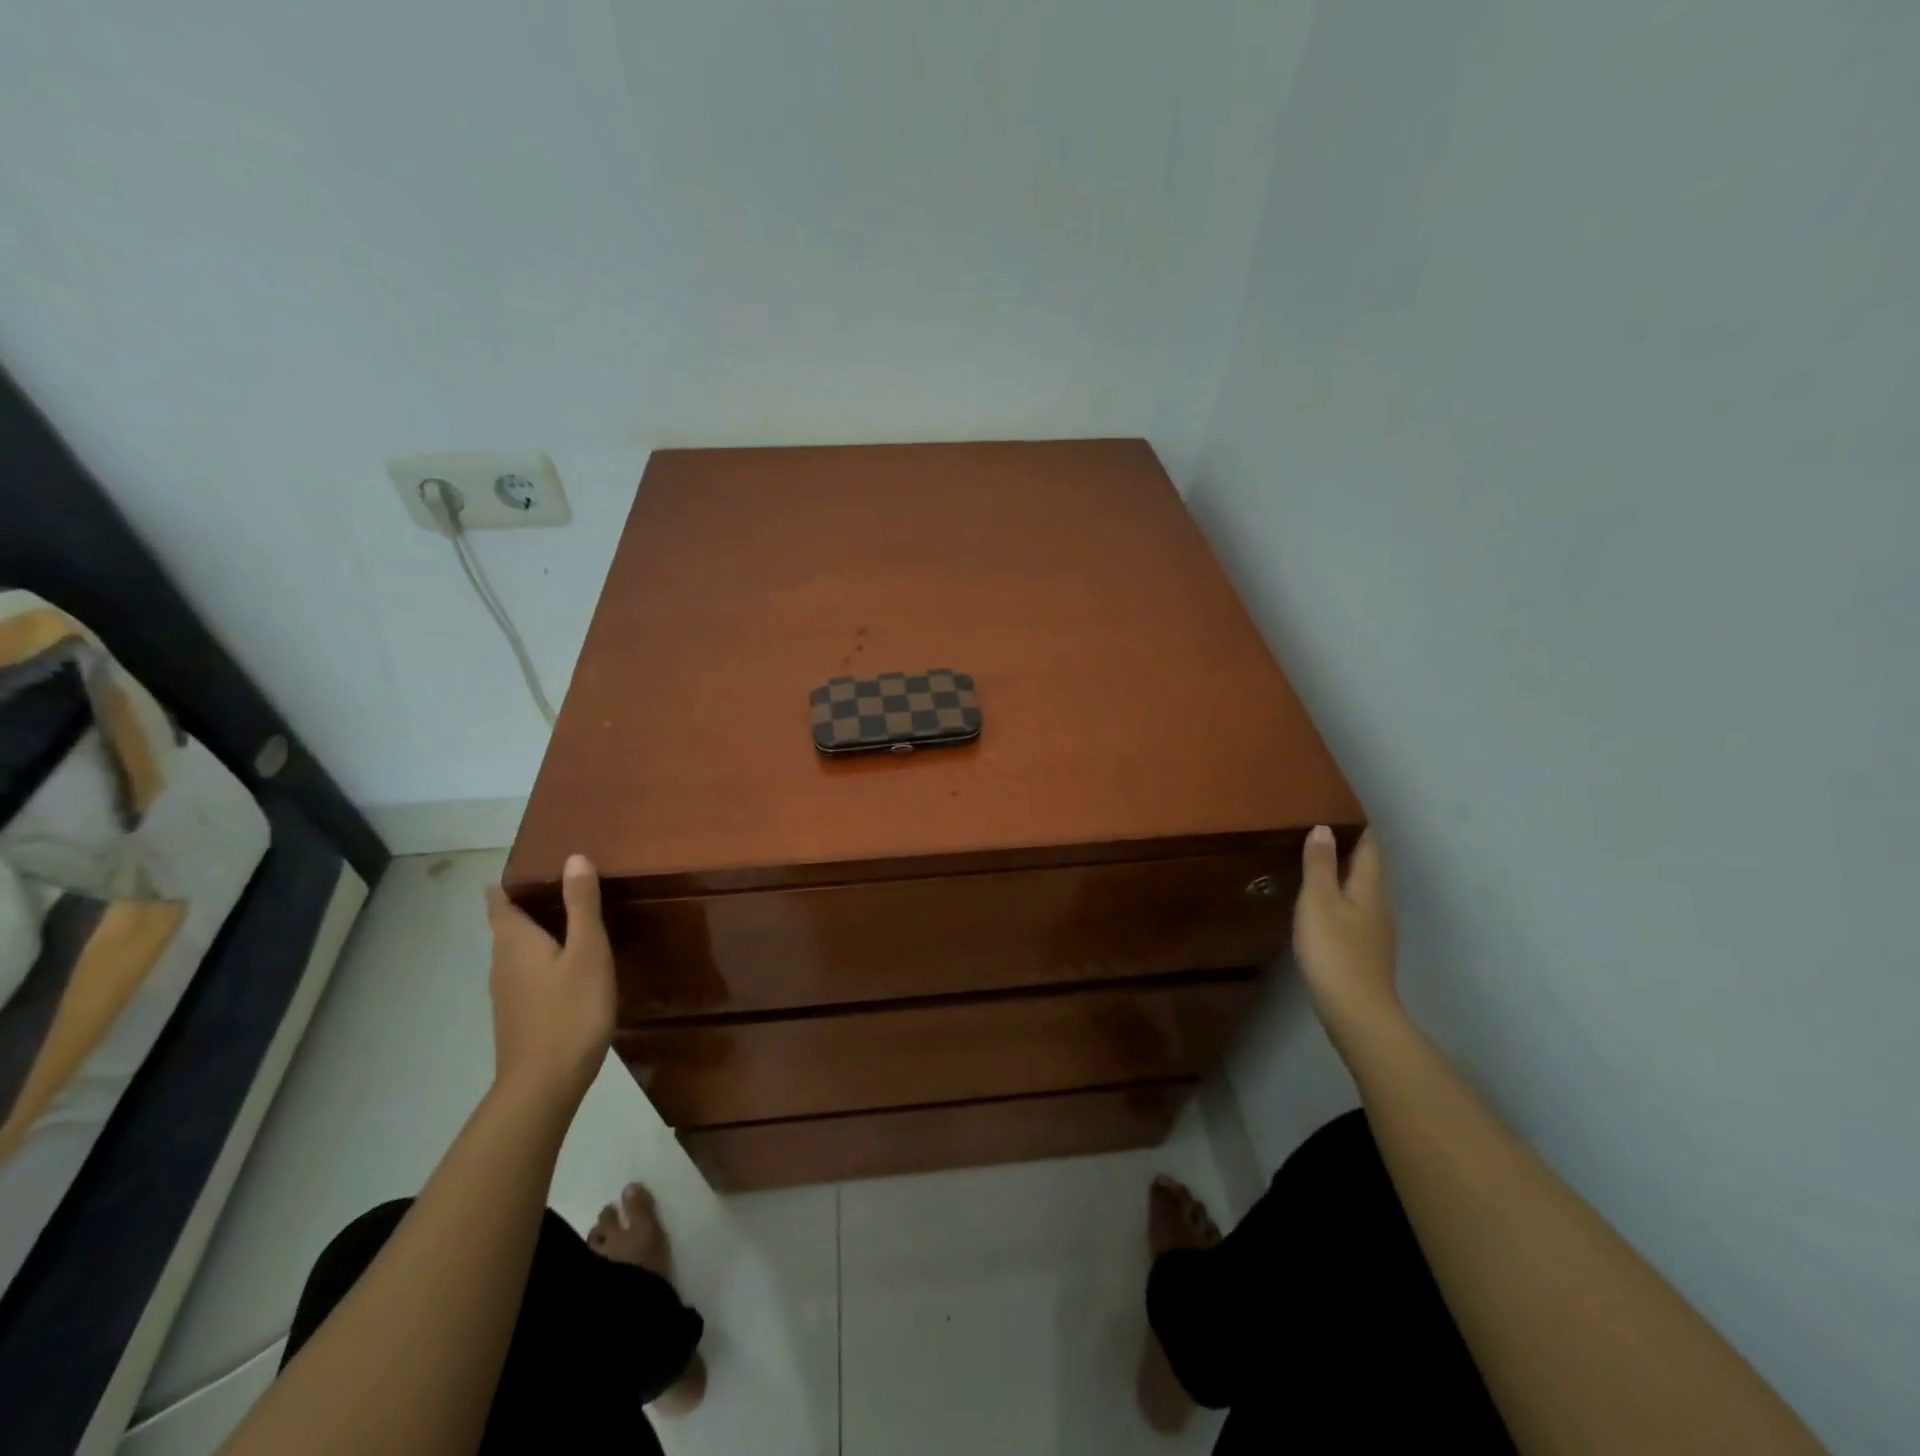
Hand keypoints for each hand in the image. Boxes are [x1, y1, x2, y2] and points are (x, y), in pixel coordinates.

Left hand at [484, 854, 615, 1109]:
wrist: (544, 1084)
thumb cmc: (570, 1010)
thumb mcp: (587, 951)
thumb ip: (581, 904)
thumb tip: (573, 857)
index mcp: (515, 943)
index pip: (500, 904)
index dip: (507, 885)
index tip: (526, 869)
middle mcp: (503, 965)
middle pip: (506, 928)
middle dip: (525, 906)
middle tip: (558, 886)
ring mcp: (507, 995)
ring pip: (516, 953)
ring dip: (534, 935)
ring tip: (567, 921)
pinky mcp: (518, 1018)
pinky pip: (526, 975)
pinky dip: (541, 961)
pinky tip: (566, 967)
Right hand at [1294, 826, 1400, 1036]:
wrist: (1356, 1011)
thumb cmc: (1334, 950)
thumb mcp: (1318, 902)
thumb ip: (1319, 865)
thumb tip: (1324, 828)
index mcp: (1370, 887)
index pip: (1370, 847)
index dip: (1357, 827)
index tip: (1339, 809)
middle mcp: (1379, 904)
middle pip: (1369, 868)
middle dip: (1350, 848)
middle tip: (1320, 831)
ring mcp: (1376, 930)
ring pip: (1363, 890)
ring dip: (1344, 874)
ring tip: (1316, 863)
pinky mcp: (1366, 951)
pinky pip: (1356, 911)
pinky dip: (1341, 897)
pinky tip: (1322, 905)